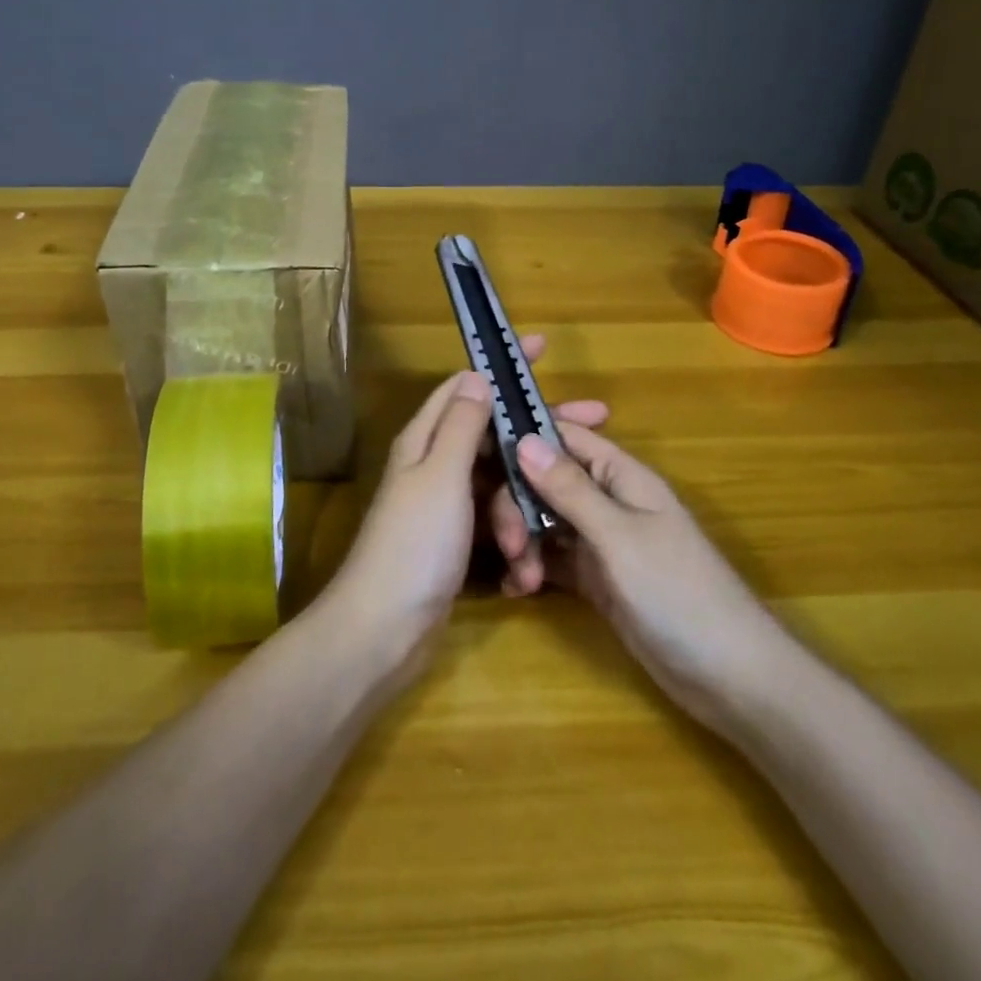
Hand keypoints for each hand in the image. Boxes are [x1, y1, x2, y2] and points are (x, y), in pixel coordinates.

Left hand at [325, 337, 606, 672]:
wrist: (384, 629)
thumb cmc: (415, 544)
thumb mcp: (442, 474)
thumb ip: (462, 425)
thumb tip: (477, 376)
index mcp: (426, 439)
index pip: (466, 385)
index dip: (502, 366)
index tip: (544, 350)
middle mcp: (435, 464)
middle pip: (494, 434)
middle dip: (538, 434)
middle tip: (596, 423)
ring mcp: (447, 504)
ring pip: (501, 483)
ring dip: (526, 506)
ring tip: (539, 539)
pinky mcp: (457, 540)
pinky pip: (496, 522)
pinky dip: (514, 537)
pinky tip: (528, 565)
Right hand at [510, 426, 776, 731]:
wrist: (728, 678)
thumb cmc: (679, 593)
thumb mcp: (619, 537)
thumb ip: (570, 490)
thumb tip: (524, 438)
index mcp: (621, 475)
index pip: (565, 436)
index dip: (525, 435)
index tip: (479, 449)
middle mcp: (607, 500)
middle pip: (545, 481)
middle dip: (518, 505)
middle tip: (508, 545)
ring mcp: (600, 540)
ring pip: (543, 520)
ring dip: (522, 542)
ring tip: (519, 579)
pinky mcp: (594, 578)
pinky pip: (551, 559)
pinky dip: (531, 568)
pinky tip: (516, 589)